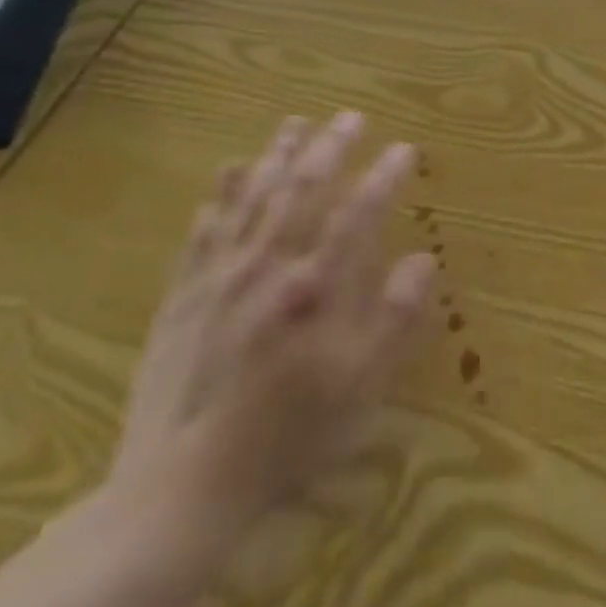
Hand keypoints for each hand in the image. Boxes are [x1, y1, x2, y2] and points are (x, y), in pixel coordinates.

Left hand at [109, 114, 436, 542]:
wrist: (180, 489)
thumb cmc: (287, 437)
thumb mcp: (361, 386)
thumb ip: (395, 317)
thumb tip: (424, 259)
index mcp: (317, 287)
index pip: (359, 212)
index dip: (385, 175)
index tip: (406, 149)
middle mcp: (268, 267)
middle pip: (304, 189)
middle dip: (331, 147)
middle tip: (352, 117)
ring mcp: (220, 278)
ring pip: (252, 197)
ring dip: (277, 155)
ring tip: (296, 123)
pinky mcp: (183, 297)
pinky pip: (204, 230)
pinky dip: (219, 194)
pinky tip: (228, 172)